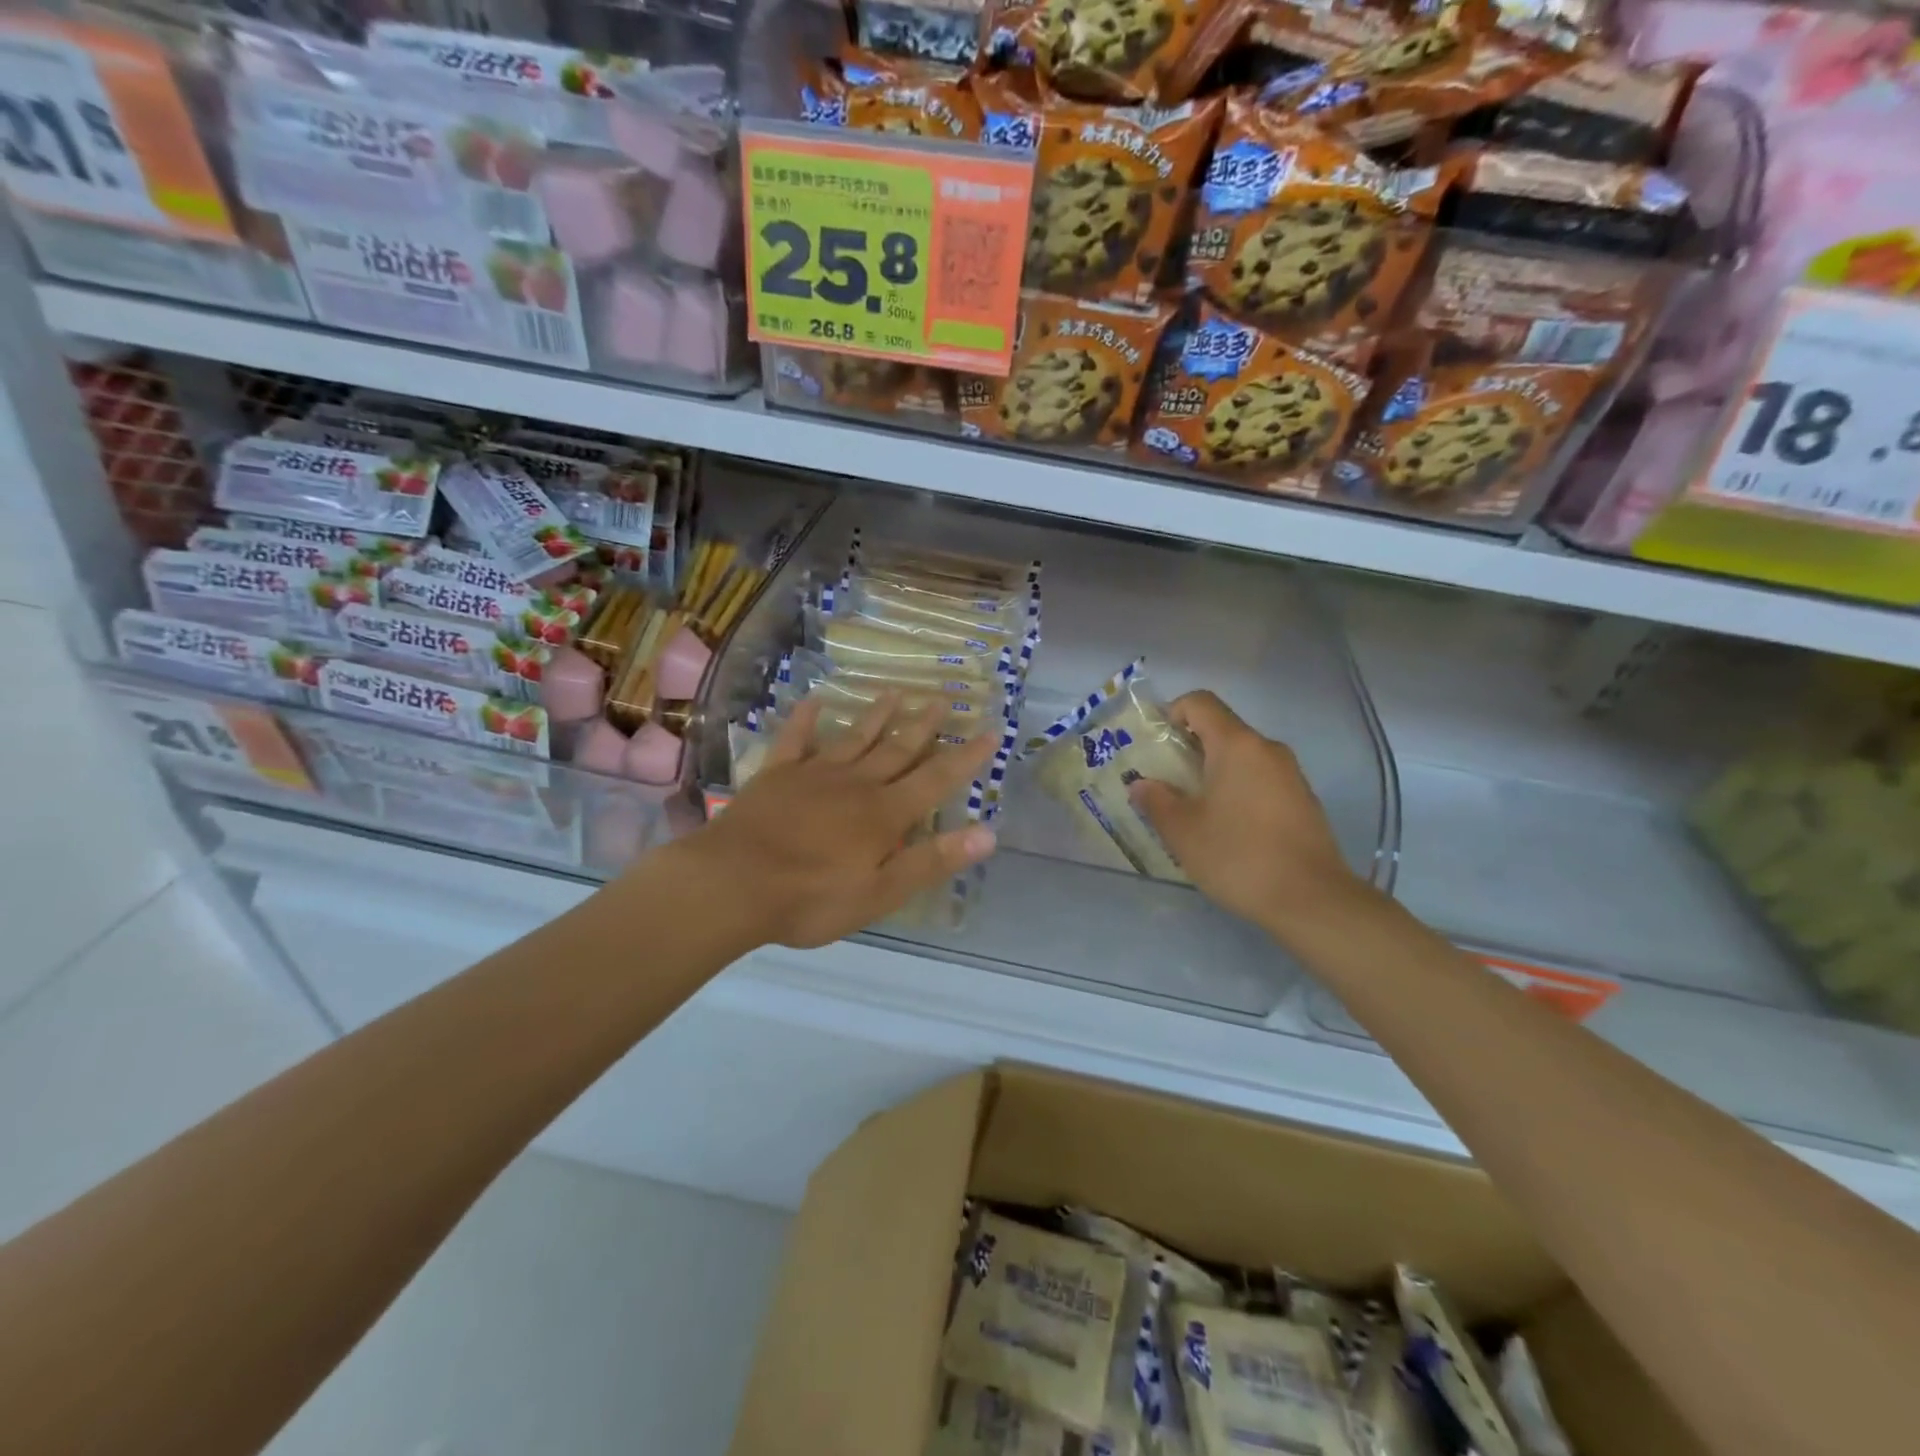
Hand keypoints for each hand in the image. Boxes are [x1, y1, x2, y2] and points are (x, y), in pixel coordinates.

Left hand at [682, 694, 1000, 948]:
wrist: (732, 884)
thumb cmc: (811, 898)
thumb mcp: (880, 893)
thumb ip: (931, 861)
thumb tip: (988, 834)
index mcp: (884, 814)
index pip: (936, 779)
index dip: (966, 757)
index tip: (990, 731)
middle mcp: (856, 784)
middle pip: (897, 749)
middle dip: (924, 725)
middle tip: (943, 698)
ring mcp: (814, 774)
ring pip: (855, 737)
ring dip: (877, 715)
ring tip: (896, 692)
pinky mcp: (776, 774)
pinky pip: (795, 739)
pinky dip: (806, 719)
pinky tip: (815, 701)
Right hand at [1129, 691, 1371, 941]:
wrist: (1311, 899)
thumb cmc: (1238, 856)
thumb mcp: (1183, 832)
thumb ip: (1157, 801)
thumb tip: (1142, 785)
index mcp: (1236, 745)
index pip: (1201, 703)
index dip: (1172, 712)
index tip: (1154, 744)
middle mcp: (1267, 749)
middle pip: (1221, 730)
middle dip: (1188, 748)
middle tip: (1163, 781)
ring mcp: (1290, 774)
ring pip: (1242, 757)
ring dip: (1212, 772)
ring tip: (1191, 808)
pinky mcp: (1302, 800)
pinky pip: (1260, 779)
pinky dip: (1237, 789)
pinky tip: (1226, 827)